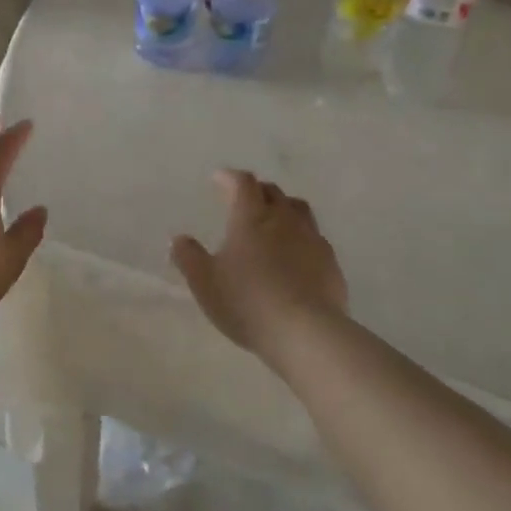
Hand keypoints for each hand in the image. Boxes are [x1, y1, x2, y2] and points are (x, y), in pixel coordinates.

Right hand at [170, 170, 347, 358]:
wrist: (306, 332)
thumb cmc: (247, 302)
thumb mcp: (204, 282)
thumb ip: (189, 257)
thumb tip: (180, 239)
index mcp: (250, 218)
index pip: (242, 183)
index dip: (229, 177)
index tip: (218, 179)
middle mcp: (283, 220)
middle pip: (272, 192)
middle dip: (256, 190)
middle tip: (244, 200)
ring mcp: (311, 239)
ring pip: (298, 209)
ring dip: (283, 208)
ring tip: (273, 221)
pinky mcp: (330, 262)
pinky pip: (314, 237)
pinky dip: (301, 236)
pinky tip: (295, 254)